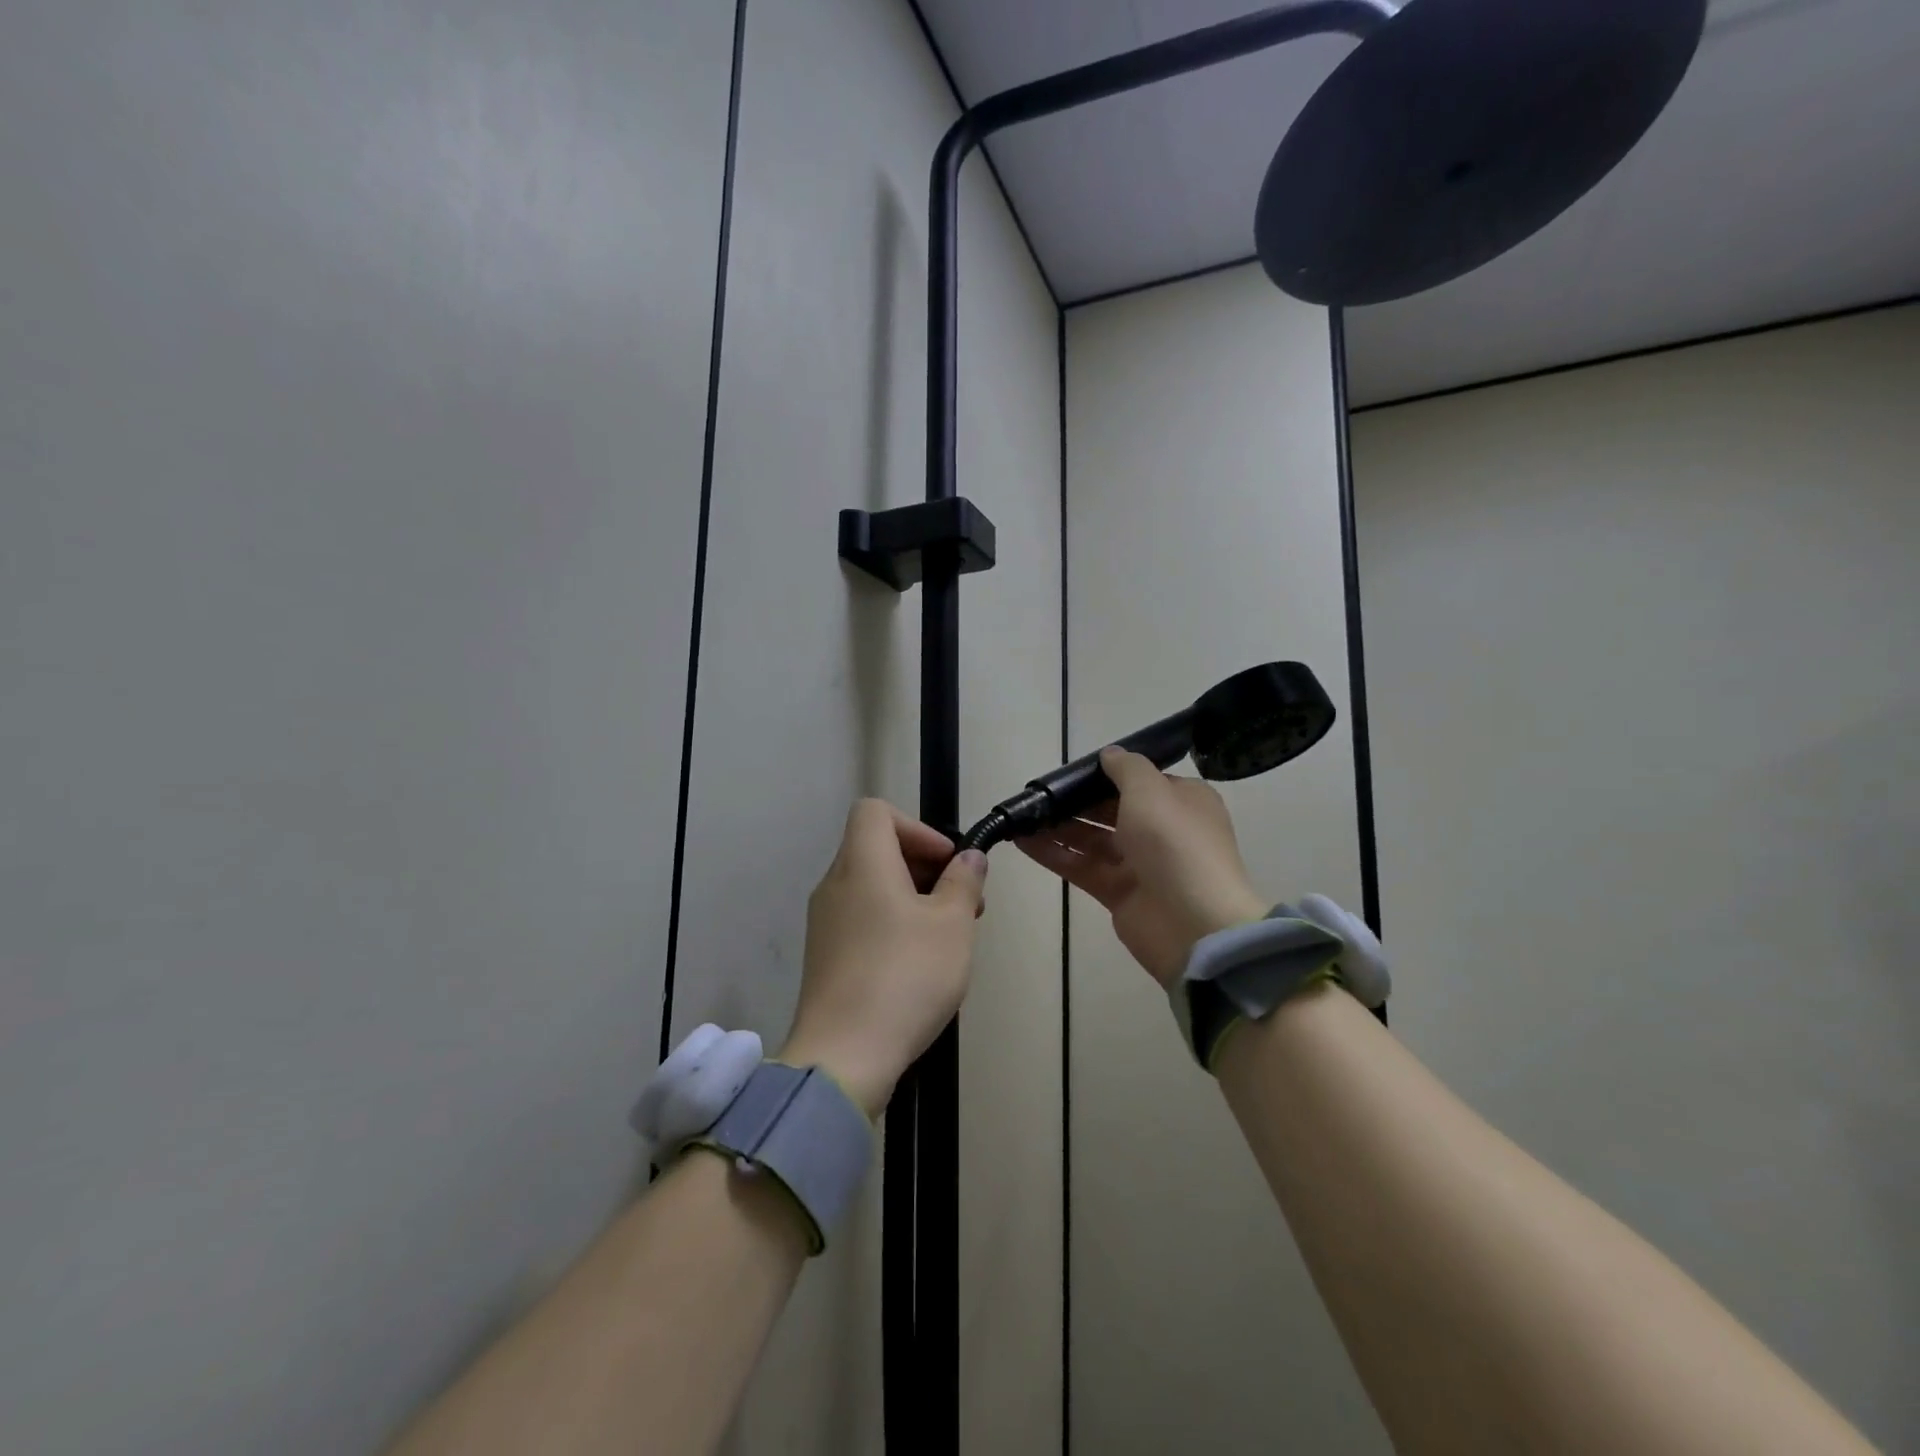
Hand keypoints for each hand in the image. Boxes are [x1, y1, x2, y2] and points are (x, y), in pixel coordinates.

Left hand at [781, 800, 988, 1116]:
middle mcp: (835, 885)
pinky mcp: (824, 957)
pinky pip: (862, 919)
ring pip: (872, 887)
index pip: (875, 811)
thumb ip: (964, 882)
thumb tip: (969, 858)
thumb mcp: (953, 925)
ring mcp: (824, 923)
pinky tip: (919, 964)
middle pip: (876, 848)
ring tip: (948, 937)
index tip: (946, 863)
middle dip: (924, 865)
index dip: (917, 827)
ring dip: (912, 898)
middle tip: (962, 902)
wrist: (843, 1057)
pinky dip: (892, 924)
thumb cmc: (905, 976)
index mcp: (862, 864)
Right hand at [1018, 747, 1266, 986]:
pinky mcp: (1118, 893)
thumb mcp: (1151, 790)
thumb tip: (1109, 754)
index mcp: (1182, 801)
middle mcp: (1162, 830)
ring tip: (1022, 816)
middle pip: (1111, 809)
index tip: (1069, 771)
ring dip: (1059, 827)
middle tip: (1037, 794)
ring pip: (1092, 839)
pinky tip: (1021, 841)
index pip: (1140, 781)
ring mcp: (1140, 864)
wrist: (1193, 924)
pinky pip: (1081, 867)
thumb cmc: (1174, 843)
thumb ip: (1126, 768)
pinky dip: (1053, 854)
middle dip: (1076, 801)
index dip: (1106, 774)